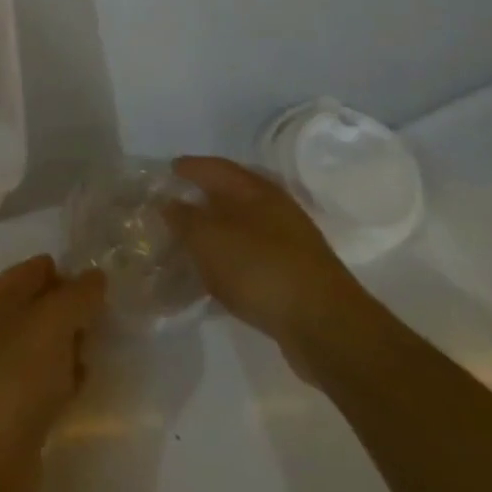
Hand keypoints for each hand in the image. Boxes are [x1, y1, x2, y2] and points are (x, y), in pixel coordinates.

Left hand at [0, 256, 106, 491]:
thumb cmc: (12, 378)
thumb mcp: (50, 322)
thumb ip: (77, 295)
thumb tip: (95, 276)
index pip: (32, 271)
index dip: (66, 272)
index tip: (102, 284)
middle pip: (37, 309)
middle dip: (70, 311)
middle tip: (105, 319)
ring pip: (41, 348)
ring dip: (68, 347)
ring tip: (99, 349)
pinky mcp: (8, 416)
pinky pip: (42, 385)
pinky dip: (62, 382)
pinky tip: (81, 388)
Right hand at [162, 156, 380, 382]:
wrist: (323, 325)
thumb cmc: (259, 268)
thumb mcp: (209, 239)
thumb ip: (183, 218)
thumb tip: (169, 203)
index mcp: (255, 190)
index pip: (215, 167)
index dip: (189, 167)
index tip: (167, 170)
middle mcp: (274, 209)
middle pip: (230, 195)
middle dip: (201, 198)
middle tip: (171, 207)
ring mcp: (288, 243)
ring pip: (241, 227)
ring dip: (215, 232)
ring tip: (187, 243)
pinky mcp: (293, 275)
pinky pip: (250, 257)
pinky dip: (229, 259)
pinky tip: (214, 276)